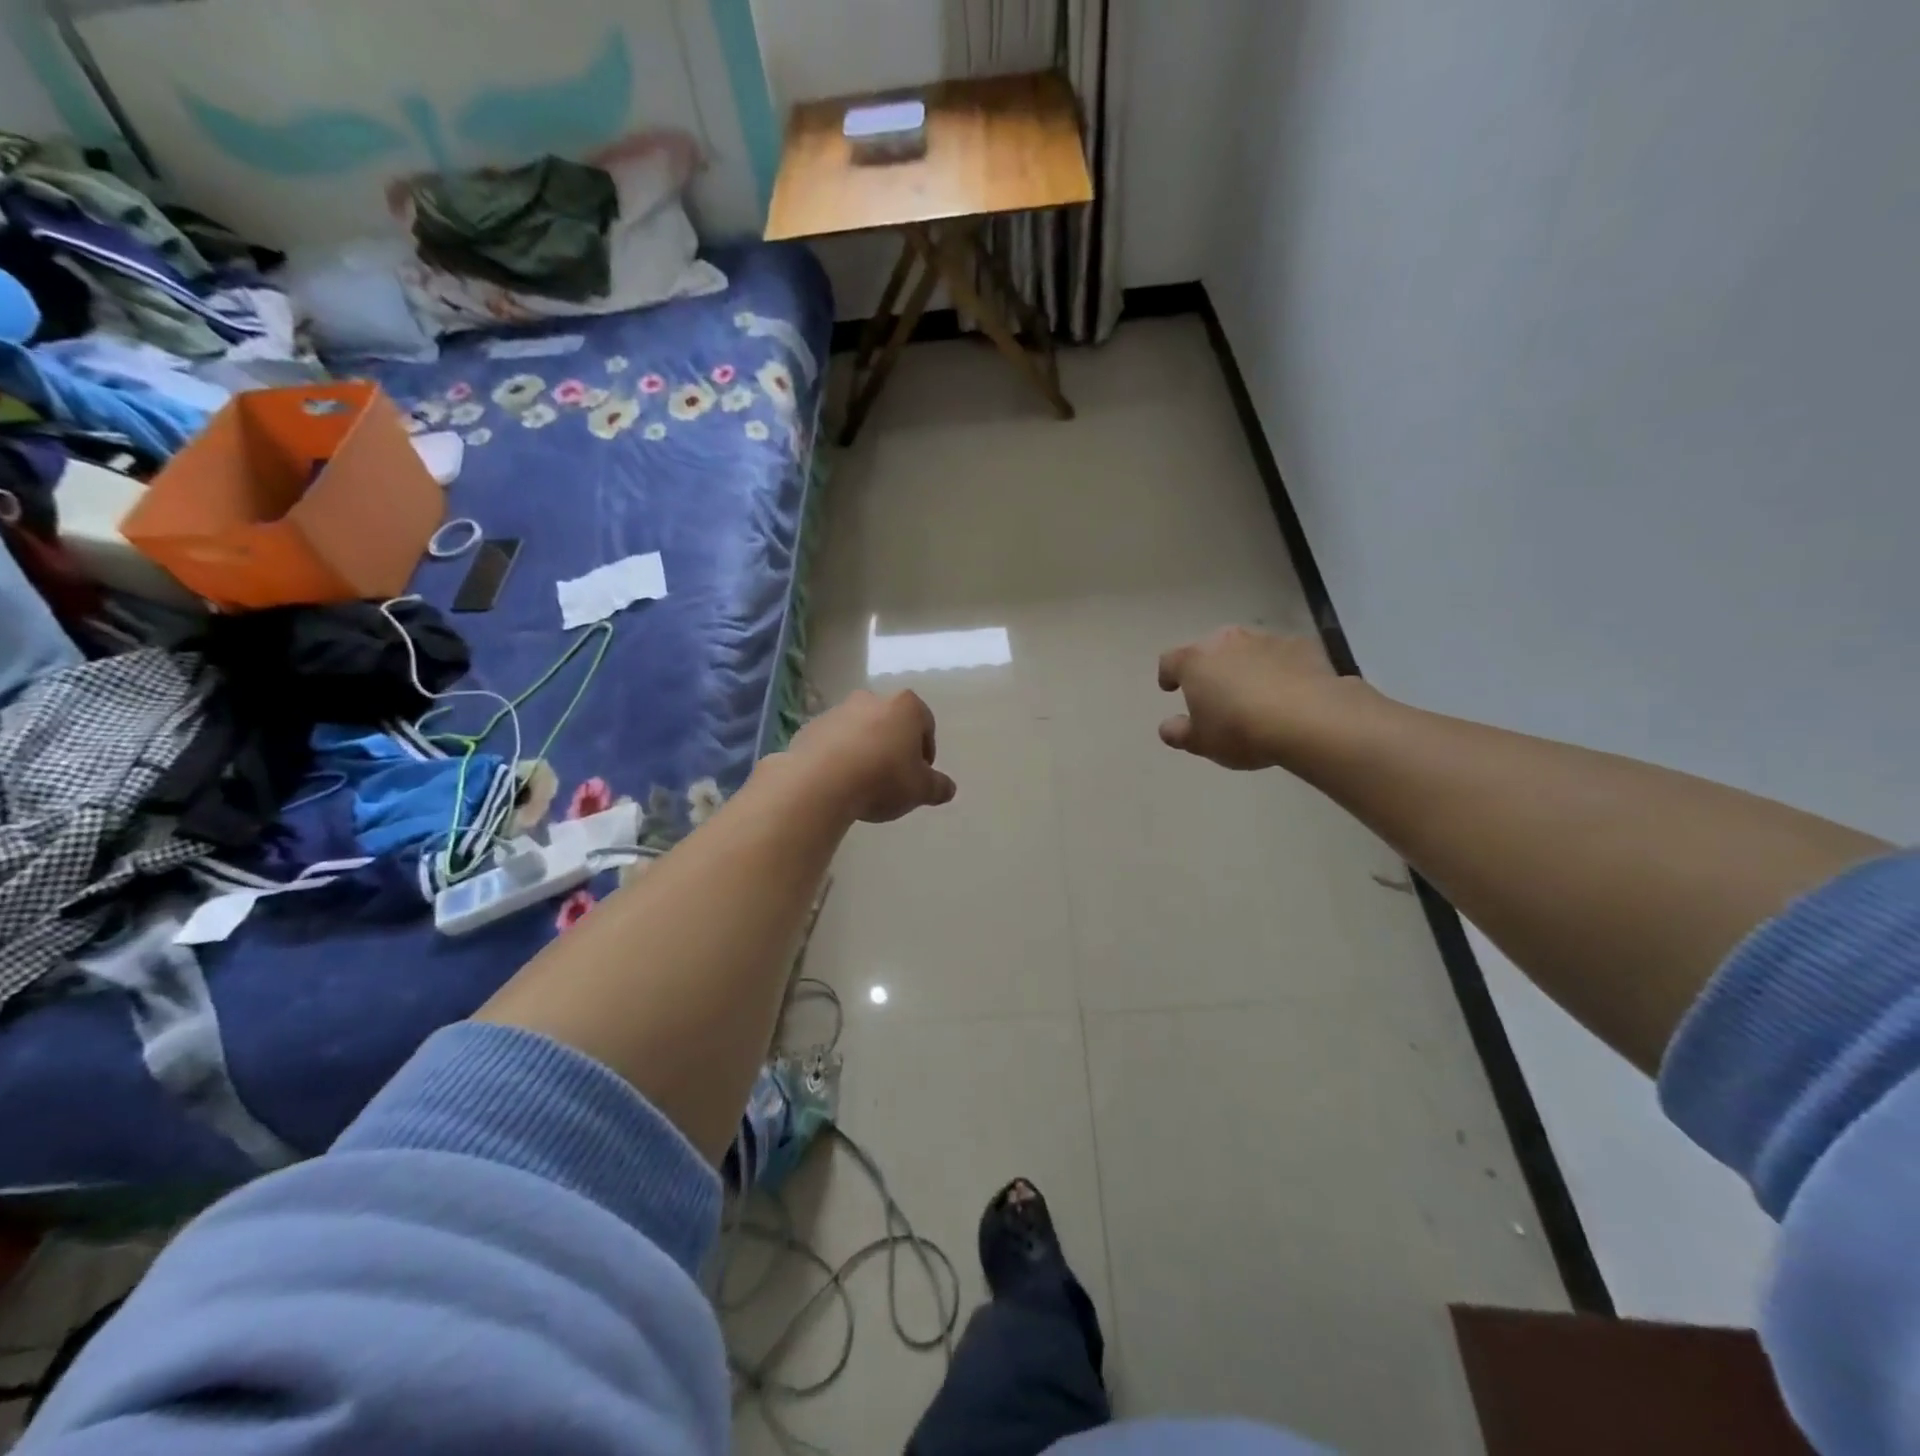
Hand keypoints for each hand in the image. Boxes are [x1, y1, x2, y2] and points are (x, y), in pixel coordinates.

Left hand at [784, 690, 956, 822]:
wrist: (820, 782)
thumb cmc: (882, 778)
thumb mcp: (920, 790)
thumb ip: (938, 787)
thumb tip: (948, 788)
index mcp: (905, 706)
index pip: (925, 723)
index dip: (926, 750)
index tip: (920, 774)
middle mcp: (871, 699)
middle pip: (890, 722)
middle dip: (894, 746)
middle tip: (894, 778)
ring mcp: (837, 712)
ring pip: (859, 730)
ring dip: (864, 750)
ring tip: (863, 783)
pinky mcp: (809, 728)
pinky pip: (832, 743)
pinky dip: (838, 757)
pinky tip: (838, 783)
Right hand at [1157, 628, 1344, 770]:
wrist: (1307, 718)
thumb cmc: (1240, 730)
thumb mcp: (1201, 742)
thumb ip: (1179, 733)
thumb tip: (1168, 727)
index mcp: (1194, 662)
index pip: (1170, 661)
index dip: (1167, 675)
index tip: (1170, 688)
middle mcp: (1226, 642)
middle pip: (1209, 648)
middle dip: (1209, 666)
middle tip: (1215, 690)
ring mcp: (1265, 639)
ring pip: (1246, 648)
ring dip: (1244, 664)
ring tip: (1254, 691)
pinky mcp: (1300, 645)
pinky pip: (1281, 654)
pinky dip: (1278, 667)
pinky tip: (1288, 690)